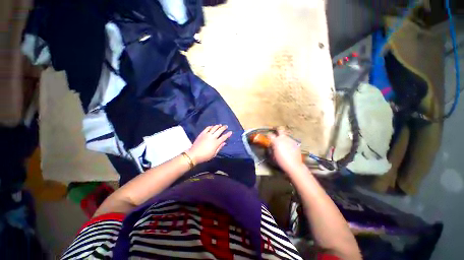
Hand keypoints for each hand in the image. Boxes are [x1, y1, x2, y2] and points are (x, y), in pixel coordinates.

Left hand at [187, 125, 231, 163]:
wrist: (194, 154)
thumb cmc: (205, 156)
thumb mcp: (214, 154)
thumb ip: (219, 147)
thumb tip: (224, 143)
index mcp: (216, 143)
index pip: (224, 137)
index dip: (228, 134)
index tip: (231, 132)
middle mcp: (212, 137)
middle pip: (219, 131)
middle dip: (224, 128)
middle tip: (226, 126)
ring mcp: (207, 134)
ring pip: (214, 128)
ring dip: (218, 126)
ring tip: (220, 125)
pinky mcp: (202, 133)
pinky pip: (207, 128)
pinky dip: (211, 126)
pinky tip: (213, 126)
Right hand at [269, 128, 304, 172]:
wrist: (293, 165)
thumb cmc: (280, 160)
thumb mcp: (273, 154)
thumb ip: (272, 147)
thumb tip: (272, 144)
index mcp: (276, 141)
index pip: (270, 135)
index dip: (269, 136)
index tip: (269, 139)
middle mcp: (283, 138)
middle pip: (280, 130)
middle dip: (278, 131)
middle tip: (277, 136)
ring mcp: (290, 139)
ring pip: (286, 136)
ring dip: (284, 139)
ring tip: (285, 145)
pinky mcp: (296, 143)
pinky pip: (290, 141)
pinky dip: (289, 143)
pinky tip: (290, 149)